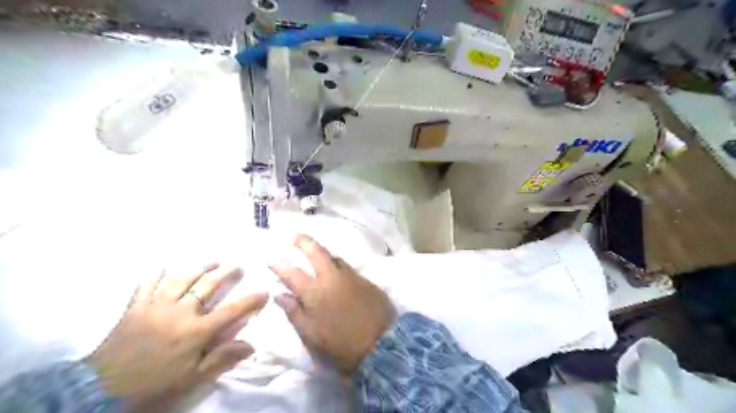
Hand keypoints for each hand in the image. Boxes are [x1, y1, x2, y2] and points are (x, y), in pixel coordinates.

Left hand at [87, 264, 267, 406]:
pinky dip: (155, 274)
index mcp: (196, 331)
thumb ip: (221, 358)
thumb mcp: (191, 378)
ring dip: (199, 267)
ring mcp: (157, 306)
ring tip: (212, 260)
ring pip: (182, 279)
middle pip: (208, 286)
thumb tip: (251, 345)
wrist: (101, 390)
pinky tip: (163, 265)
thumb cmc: (153, 384)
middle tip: (239, 265)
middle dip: (227, 274)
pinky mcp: (136, 307)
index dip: (250, 301)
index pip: (231, 311)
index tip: (265, 291)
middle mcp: (180, 312)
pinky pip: (147, 284)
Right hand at [271, 236, 396, 373]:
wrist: (382, 343)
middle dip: (303, 241)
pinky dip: (335, 263)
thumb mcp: (312, 335)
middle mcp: (332, 277)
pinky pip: (346, 266)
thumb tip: (280, 295)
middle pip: (316, 252)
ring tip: (313, 249)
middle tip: (293, 235)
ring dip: (321, 250)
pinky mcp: (365, 279)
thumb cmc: (341, 343)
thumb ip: (294, 313)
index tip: (271, 257)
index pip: (292, 272)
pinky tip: (334, 267)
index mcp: (315, 291)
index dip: (279, 264)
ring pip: (333, 256)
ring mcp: (351, 275)